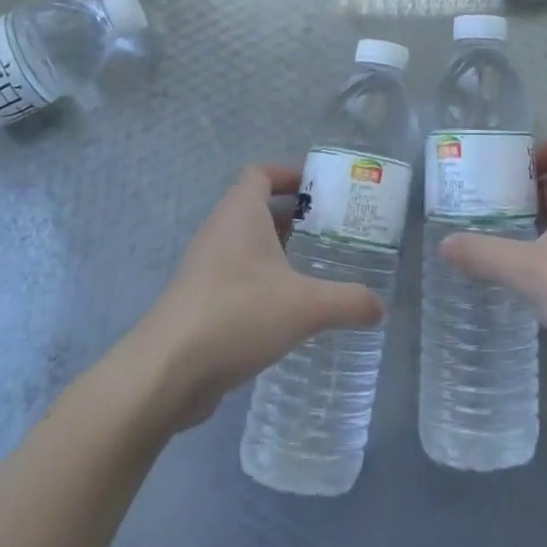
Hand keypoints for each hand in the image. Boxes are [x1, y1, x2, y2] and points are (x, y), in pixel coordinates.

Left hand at [131, 165, 384, 428]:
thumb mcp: (305, 307)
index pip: (261, 173)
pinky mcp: (198, 301)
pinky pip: (235, 277)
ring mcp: (204, 267)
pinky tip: (286, 311)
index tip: (321, 190)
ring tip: (314, 270)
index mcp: (240, 212)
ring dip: (277, 252)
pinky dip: (260, 282)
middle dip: (292, 216)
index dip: (289, 174)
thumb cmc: (238, 314)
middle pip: (256, 207)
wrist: (166, 372)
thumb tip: (381, 307)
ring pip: (245, 245)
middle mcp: (219, 230)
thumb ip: (348, 302)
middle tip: (330, 231)